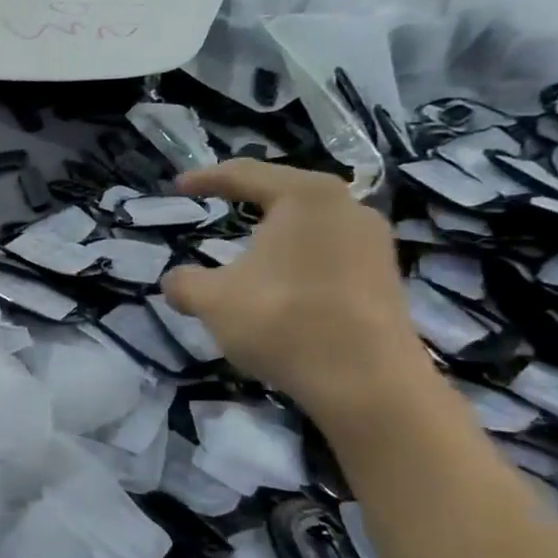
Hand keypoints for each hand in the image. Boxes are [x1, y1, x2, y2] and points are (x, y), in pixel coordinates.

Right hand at [162, 160, 431, 427]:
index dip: (206, 179)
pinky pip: (330, 254)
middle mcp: (347, 207)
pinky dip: (298, 261)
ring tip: (248, 250)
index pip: (246, 174)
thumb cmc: (283, 321)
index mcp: (305, 196)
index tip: (178, 186)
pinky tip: (282, 285)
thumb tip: (172, 281)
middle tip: (217, 206)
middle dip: (247, 201)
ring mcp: (374, 242)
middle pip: (285, 194)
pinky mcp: (385, 277)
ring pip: (311, 226)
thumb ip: (184, 283)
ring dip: (275, 236)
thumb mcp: (213, 301)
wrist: (367, 383)